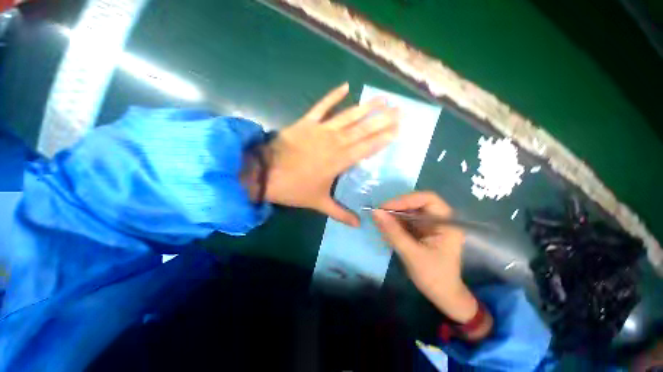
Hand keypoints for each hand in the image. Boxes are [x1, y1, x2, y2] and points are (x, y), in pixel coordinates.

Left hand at [263, 83, 398, 226]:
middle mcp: (334, 142)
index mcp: (339, 161)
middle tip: (398, 109)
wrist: (264, 174)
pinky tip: (346, 86)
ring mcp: (320, 130)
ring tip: (382, 98)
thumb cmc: (294, 188)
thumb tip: (358, 226)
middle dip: (381, 119)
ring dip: (365, 107)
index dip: (382, 138)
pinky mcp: (306, 122)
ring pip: (348, 116)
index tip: (398, 129)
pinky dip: (333, 96)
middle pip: (362, 129)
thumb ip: (340, 213)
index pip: (366, 147)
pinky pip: (322, 106)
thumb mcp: (318, 203)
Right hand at [372, 192, 477, 322]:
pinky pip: (406, 220)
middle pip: (416, 203)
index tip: (386, 207)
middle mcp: (439, 219)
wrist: (442, 296)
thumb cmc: (434, 277)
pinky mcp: (421, 230)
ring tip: (379, 221)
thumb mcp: (412, 254)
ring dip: (393, 215)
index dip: (406, 199)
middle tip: (379, 213)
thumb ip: (393, 232)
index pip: (427, 199)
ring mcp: (430, 224)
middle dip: (397, 207)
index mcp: (447, 222)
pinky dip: (394, 222)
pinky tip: (385, 228)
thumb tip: (375, 212)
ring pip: (409, 211)